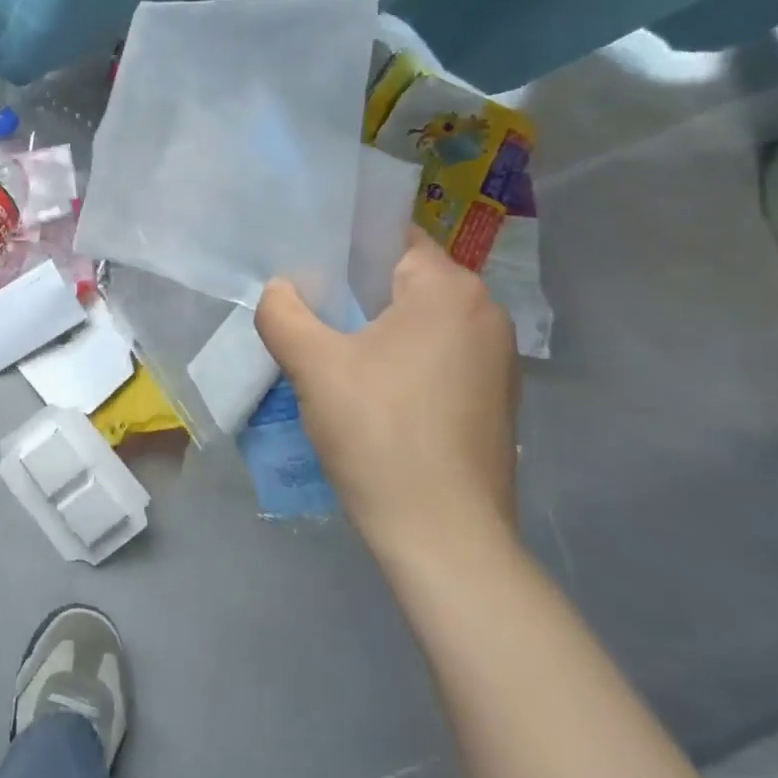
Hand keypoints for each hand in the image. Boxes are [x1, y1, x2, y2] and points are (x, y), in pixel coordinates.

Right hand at [254, 229, 518, 566]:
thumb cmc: (379, 434)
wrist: (444, 539)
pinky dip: (403, 358)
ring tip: (331, 349)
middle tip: (307, 308)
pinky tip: (369, 389)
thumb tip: (279, 289)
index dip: (343, 247)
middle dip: (355, 291)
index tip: (305, 266)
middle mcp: (485, 313)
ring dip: (377, 327)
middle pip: (405, 278)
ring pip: (421, 320)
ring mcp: (498, 359)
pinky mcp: (495, 398)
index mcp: (450, 290)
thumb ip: (283, 312)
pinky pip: (438, 354)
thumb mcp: (313, 365)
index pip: (390, 238)